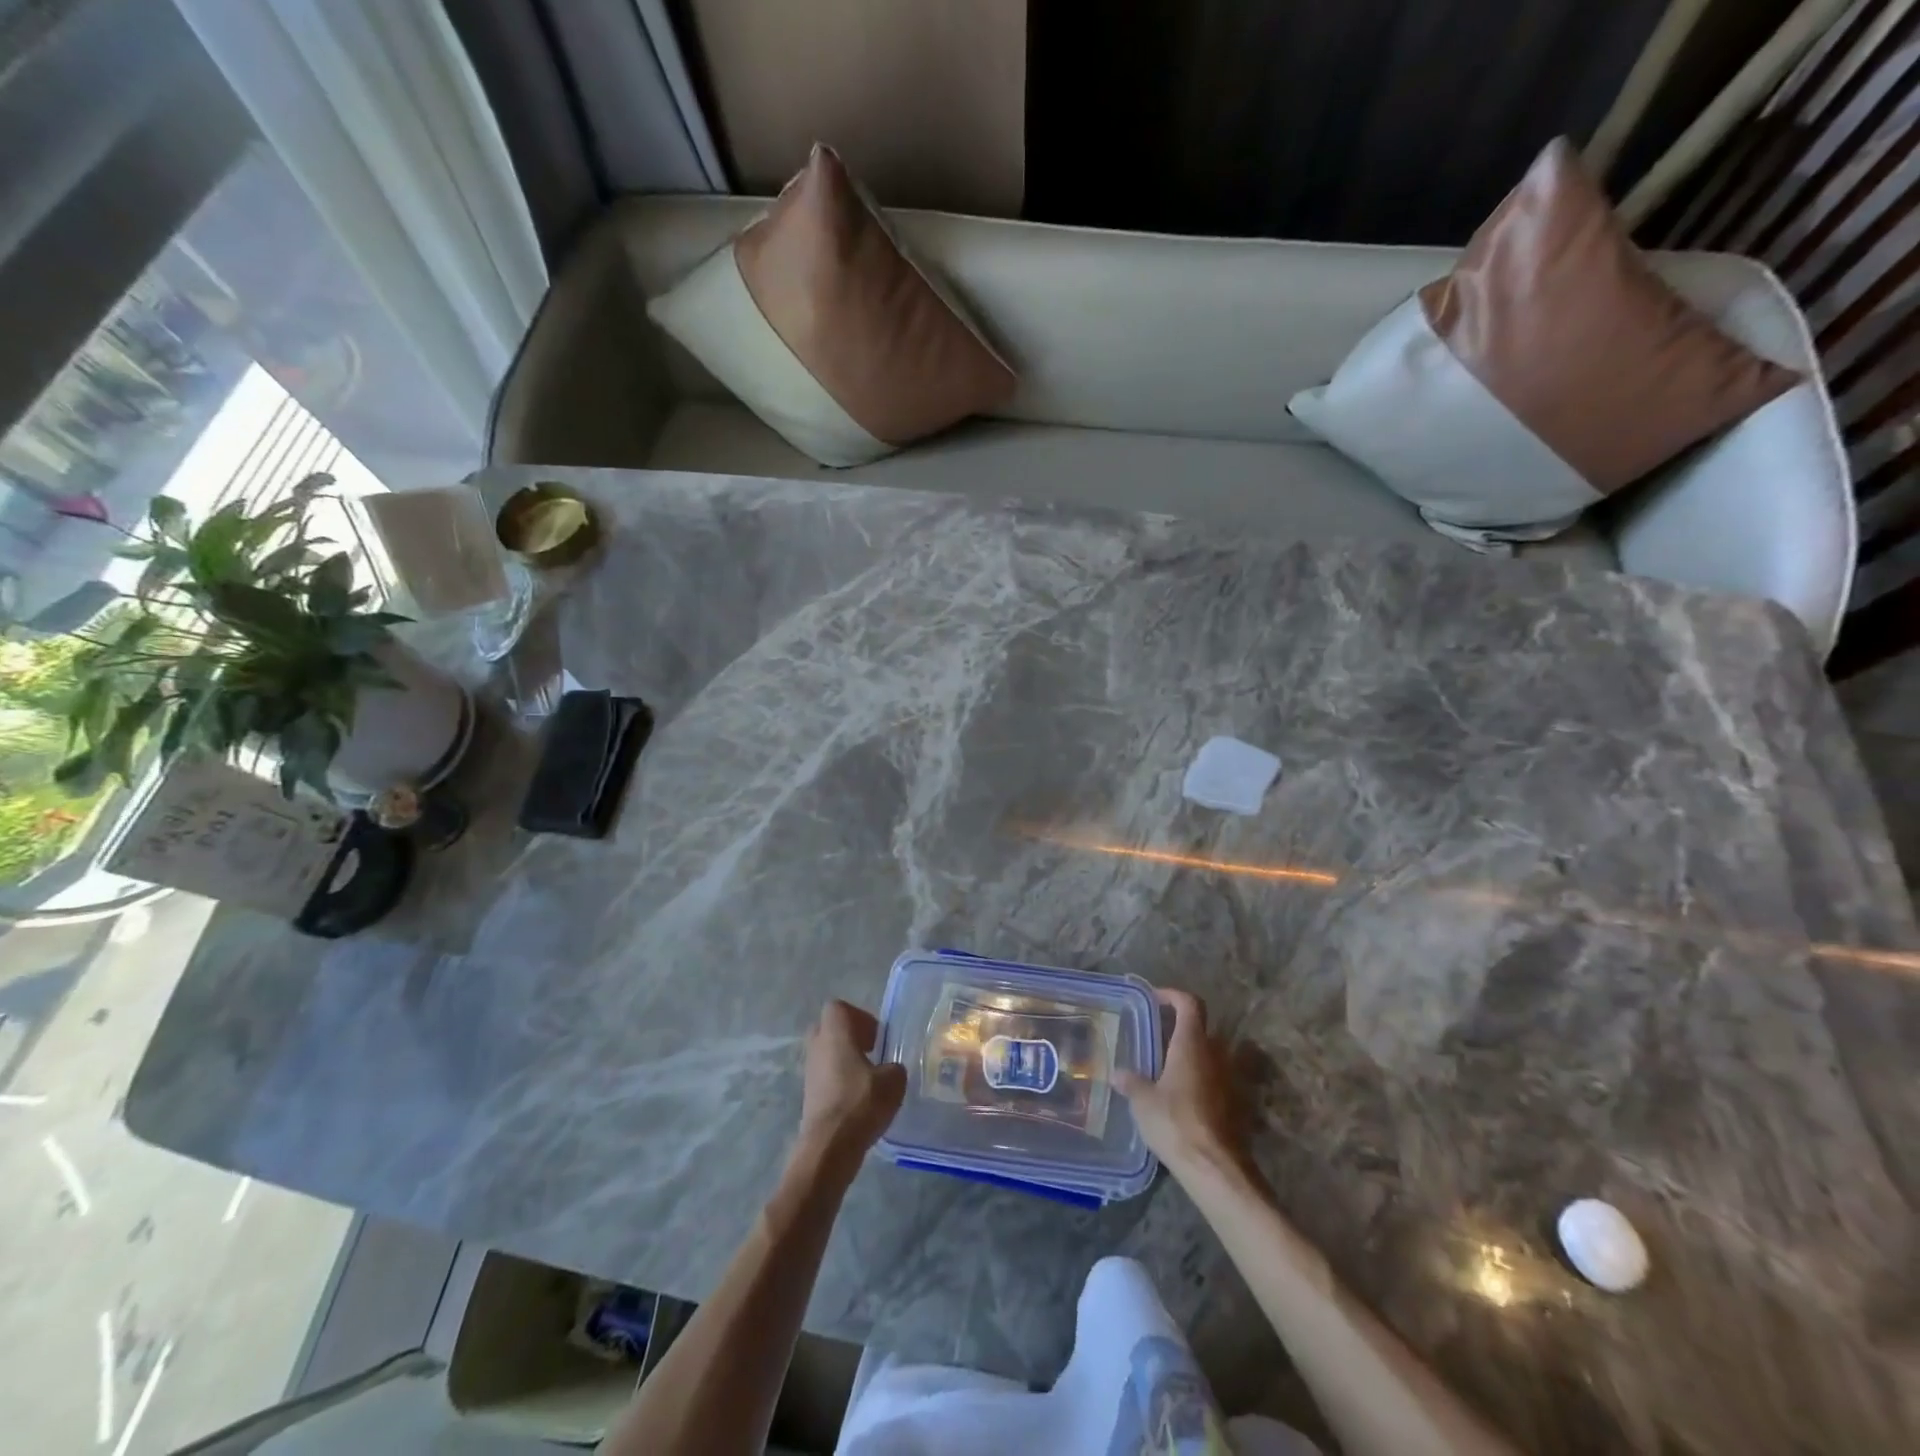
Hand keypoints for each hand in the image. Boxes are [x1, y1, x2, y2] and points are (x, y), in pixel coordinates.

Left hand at [796, 1000, 906, 1171]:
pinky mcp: (809, 1096)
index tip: (877, 1036)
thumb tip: (890, 1070)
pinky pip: (825, 1077)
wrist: (829, 1147)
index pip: (838, 1008)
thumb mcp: (893, 1081)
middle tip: (872, 1052)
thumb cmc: (860, 1103)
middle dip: (850, 1037)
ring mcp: (810, 1072)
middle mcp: (817, 1047)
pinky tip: (859, 1101)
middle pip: (829, 1029)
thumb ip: (895, 1067)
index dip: (859, 1016)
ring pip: (827, 1054)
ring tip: (869, 1080)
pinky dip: (840, 1082)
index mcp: (835, 1034)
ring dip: (845, 1061)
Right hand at [1114, 989, 1250, 1180]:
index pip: (1189, 1004)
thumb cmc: (1174, 1122)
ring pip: (1209, 1053)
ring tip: (1165, 1066)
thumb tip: (1118, 1074)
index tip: (1154, 1000)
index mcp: (1191, 1044)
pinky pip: (1214, 1078)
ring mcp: (1228, 1078)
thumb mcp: (1142, 1101)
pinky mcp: (1234, 1103)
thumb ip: (1131, 1082)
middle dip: (1179, 1027)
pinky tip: (1179, 1094)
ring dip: (1190, 1053)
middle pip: (1201, 1027)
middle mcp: (1214, 1054)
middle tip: (1155, 1035)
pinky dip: (1199, 1078)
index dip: (1172, 996)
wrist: (1213, 1167)